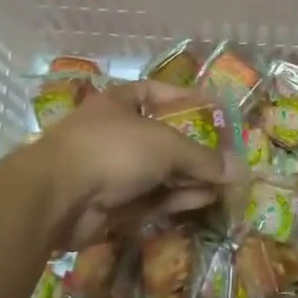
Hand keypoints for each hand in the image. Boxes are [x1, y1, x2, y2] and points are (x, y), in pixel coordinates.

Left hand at [35, 81, 237, 249]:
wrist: (57, 198)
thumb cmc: (112, 150)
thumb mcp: (165, 146)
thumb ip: (202, 158)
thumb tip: (240, 169)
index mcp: (119, 103)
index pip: (155, 92)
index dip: (183, 98)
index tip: (212, 108)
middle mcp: (114, 133)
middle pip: (161, 138)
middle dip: (193, 149)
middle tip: (226, 157)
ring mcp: (111, 170)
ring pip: (158, 172)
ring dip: (190, 177)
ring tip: (225, 183)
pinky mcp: (111, 204)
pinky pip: (150, 197)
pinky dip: (176, 198)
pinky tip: (205, 200)